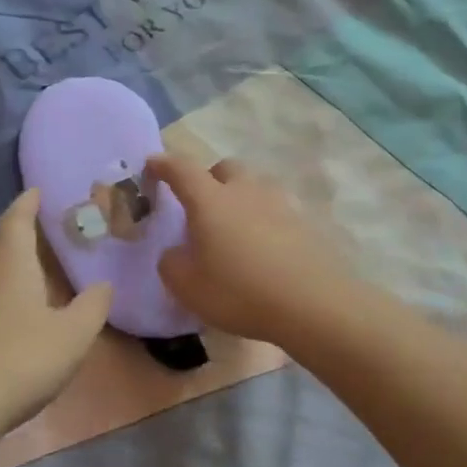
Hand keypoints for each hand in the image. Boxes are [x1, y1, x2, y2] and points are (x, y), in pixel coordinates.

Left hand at [0, 190, 112, 437]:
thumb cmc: (20, 364)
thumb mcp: (73, 338)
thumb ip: (92, 308)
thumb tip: (103, 286)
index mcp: (10, 269)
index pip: (15, 222)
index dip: (25, 204)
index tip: (34, 193)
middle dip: (3, 237)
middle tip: (22, 243)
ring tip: (3, 284)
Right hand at [145, 153, 356, 343]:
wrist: (313, 303)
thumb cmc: (240, 292)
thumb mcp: (188, 288)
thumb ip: (172, 264)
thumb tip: (176, 252)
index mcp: (211, 200)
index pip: (181, 169)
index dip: (164, 164)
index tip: (152, 164)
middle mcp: (245, 191)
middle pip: (225, 169)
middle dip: (209, 179)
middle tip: (201, 207)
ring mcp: (280, 204)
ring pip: (254, 188)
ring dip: (240, 199)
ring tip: (234, 231)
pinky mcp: (305, 222)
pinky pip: (276, 211)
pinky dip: (264, 222)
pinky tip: (264, 249)